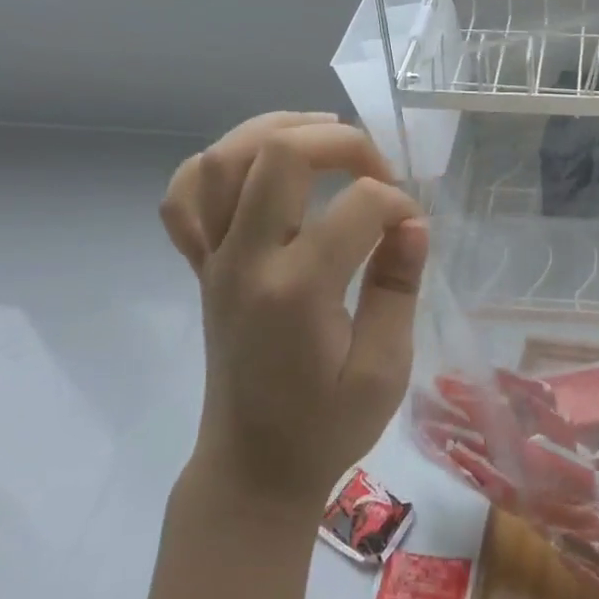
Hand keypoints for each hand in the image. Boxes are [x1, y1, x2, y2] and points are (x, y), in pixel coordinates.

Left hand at [160, 112, 428, 506]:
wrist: (253, 467)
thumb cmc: (326, 427)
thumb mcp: (385, 369)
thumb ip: (398, 287)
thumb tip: (412, 224)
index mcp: (297, 290)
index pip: (359, 206)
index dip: (399, 205)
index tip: (413, 232)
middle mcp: (246, 262)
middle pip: (279, 155)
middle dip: (342, 142)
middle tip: (377, 168)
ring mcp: (214, 261)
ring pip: (224, 159)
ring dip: (278, 130)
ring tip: (324, 136)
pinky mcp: (201, 268)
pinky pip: (185, 198)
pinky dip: (216, 166)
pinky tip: (256, 170)